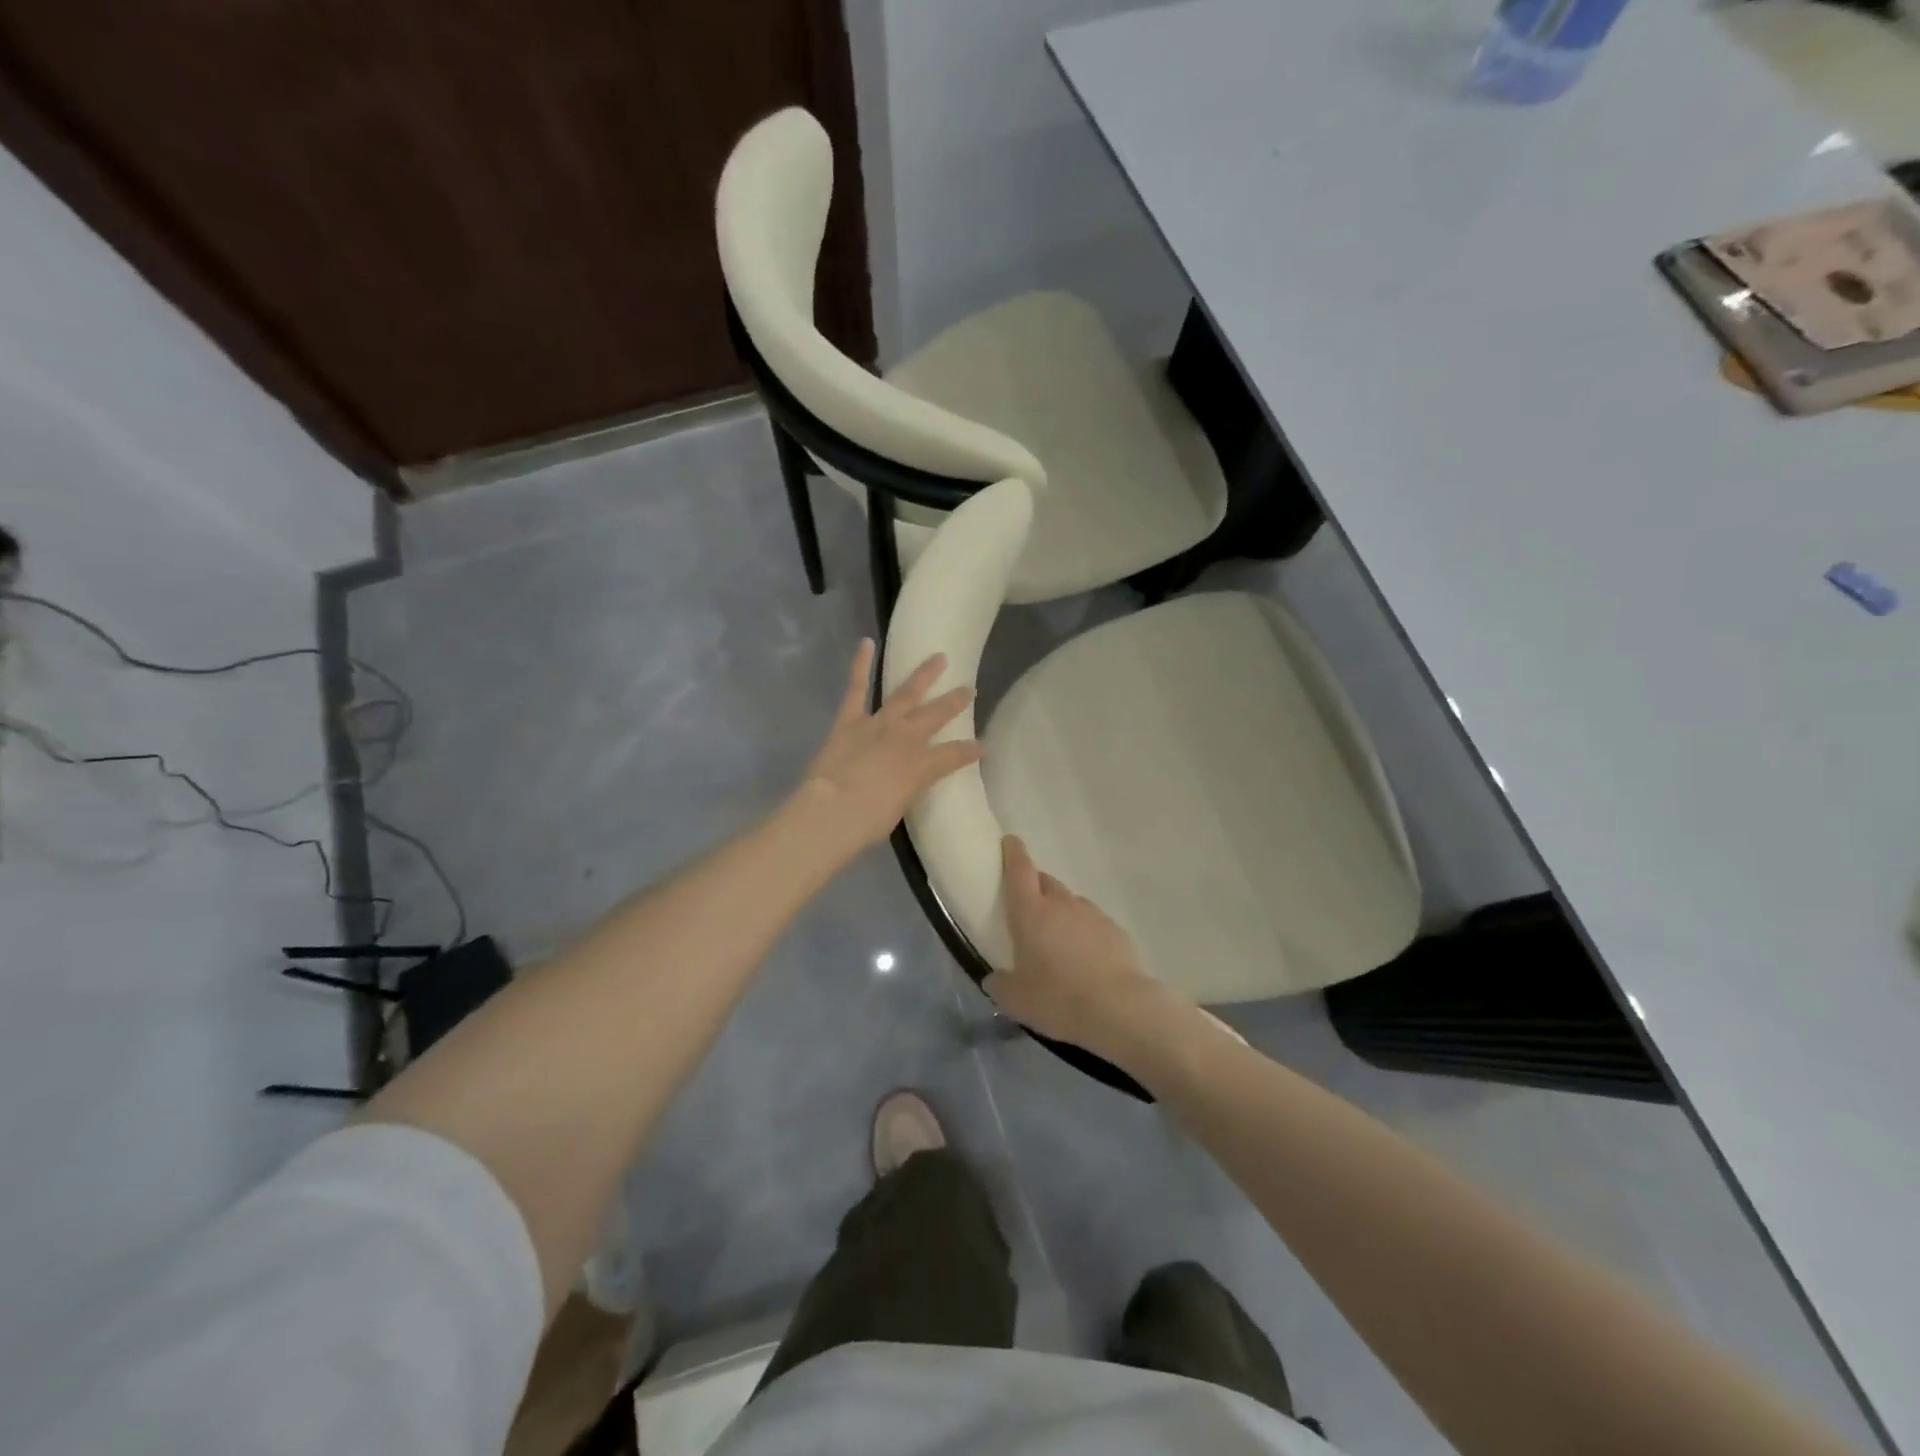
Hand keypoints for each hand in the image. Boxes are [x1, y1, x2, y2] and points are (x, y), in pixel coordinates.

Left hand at [795, 640, 981, 854]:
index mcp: (923, 765)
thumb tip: (905, 784)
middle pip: (937, 715)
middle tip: (969, 689)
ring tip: (939, 657)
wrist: (832, 811)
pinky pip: (857, 687)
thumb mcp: (899, 809)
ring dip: (924, 675)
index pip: (955, 755)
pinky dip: (861, 664)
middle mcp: (907, 738)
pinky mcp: (850, 719)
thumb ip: (907, 790)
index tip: (984, 747)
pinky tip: (866, 642)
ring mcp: (879, 724)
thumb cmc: (867, 822)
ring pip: (907, 693)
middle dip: (955, 702)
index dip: (971, 751)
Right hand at [984, 836, 1183, 1066]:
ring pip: (1070, 902)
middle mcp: (1061, 904)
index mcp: (1031, 912)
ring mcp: (1092, 914)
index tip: (1010, 841)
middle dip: (1035, 887)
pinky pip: (1092, 922)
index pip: (1019, 870)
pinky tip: (1085, 959)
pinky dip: (1084, 932)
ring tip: (1057, 941)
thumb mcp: (1016, 1000)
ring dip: (1061, 912)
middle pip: (1045, 882)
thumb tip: (995, 978)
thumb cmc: (1058, 999)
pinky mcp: (1116, 930)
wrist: (1119, 1009)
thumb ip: (1000, 985)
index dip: (1013, 853)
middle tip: (1028, 908)